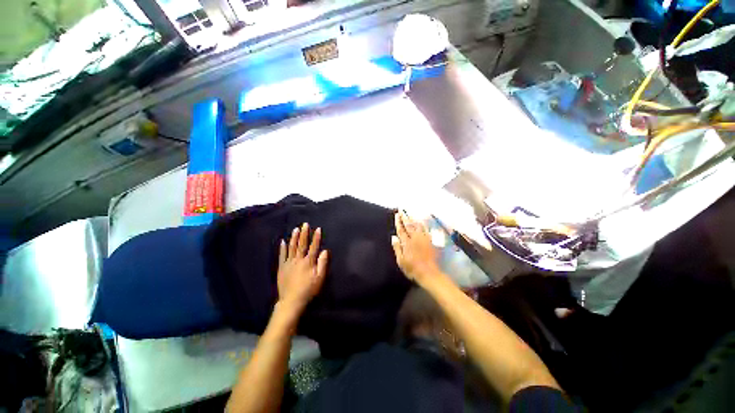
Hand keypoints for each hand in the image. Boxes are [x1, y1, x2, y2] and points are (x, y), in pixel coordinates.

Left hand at [277, 223, 328, 314]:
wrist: (291, 301)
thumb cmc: (308, 289)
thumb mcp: (319, 278)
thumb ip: (322, 264)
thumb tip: (324, 251)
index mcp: (308, 262)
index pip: (314, 247)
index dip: (316, 237)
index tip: (318, 229)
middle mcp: (298, 259)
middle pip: (302, 244)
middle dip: (304, 233)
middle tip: (305, 224)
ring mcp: (289, 263)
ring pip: (291, 247)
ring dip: (294, 237)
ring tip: (295, 229)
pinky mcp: (282, 267)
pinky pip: (282, 255)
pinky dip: (282, 248)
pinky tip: (282, 241)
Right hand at [391, 211, 442, 284]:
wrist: (428, 273)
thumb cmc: (412, 268)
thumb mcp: (401, 261)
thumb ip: (397, 248)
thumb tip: (394, 237)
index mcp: (407, 243)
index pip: (401, 229)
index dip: (399, 221)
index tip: (397, 214)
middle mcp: (415, 238)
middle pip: (409, 225)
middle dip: (405, 216)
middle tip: (401, 209)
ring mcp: (423, 238)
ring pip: (417, 225)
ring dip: (413, 218)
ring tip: (409, 213)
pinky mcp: (430, 241)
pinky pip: (425, 229)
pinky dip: (422, 224)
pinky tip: (420, 221)